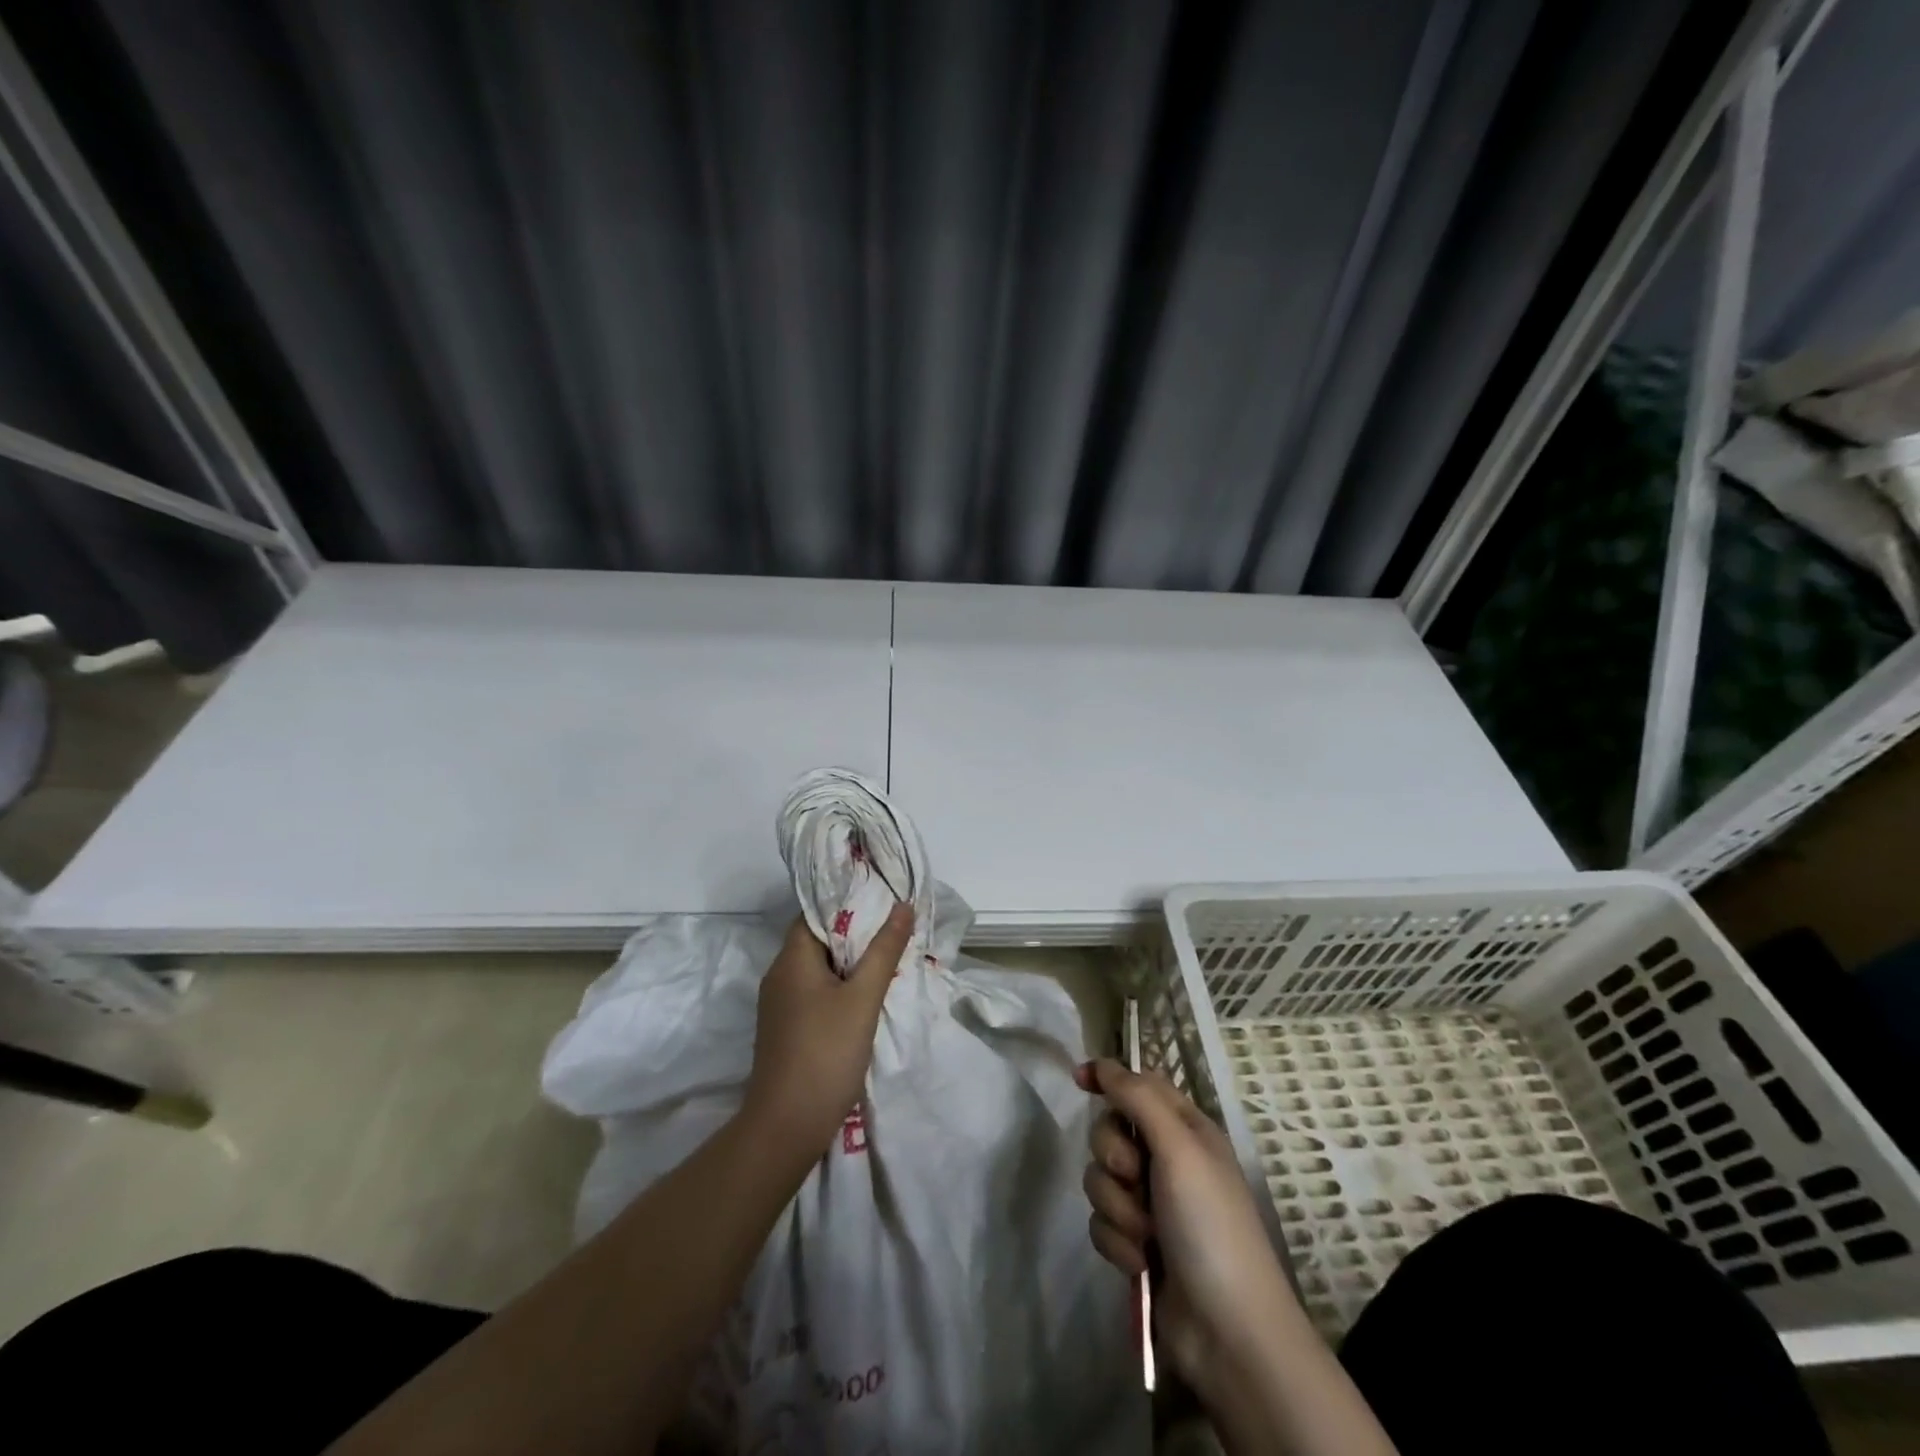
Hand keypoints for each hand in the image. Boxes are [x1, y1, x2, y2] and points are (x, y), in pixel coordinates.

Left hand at [742, 904, 913, 1158]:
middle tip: (894, 928)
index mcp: (791, 959)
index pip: (816, 913)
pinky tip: (866, 998)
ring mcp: (780, 1005)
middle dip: (855, 934)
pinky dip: (840, 988)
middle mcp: (779, 975)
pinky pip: (815, 993)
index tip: (882, 898)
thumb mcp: (863, 998)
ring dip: (850, 963)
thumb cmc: (826, 1053)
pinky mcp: (786, 1029)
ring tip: (888, 959)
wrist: (786, 1126)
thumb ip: (884, 950)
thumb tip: (902, 906)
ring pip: (819, 969)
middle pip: (818, 940)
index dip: (847, 902)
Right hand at [1077, 1059, 1300, 1396]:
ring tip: (1145, 1235)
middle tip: (1135, 1176)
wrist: (1226, 1331)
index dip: (1109, 1078)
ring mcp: (1152, 1205)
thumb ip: (1137, 1098)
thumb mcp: (1178, 1148)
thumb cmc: (1209, 1225)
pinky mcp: (1136, 1244)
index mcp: (1186, 1130)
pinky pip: (1101, 1222)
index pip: (1139, 1085)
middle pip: (1110, 1131)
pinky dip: (1117, 1241)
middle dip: (1113, 1156)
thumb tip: (1103, 1063)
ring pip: (1100, 1179)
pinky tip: (1140, 1263)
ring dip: (1118, 1207)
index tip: (1079, 1080)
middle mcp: (1168, 1161)